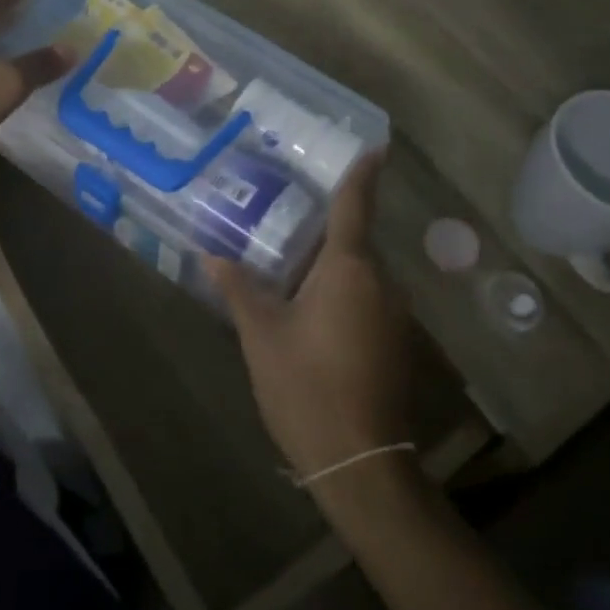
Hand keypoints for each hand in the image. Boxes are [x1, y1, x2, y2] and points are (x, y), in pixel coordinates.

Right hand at [206, 155, 420, 481]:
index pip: (356, 206)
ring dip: (330, 266)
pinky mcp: (397, 343)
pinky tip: (310, 311)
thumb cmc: (306, 386)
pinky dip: (342, 293)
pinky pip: (367, 299)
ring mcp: (394, 315)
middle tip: (285, 216)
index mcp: (349, 268)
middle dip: (324, 228)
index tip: (375, 146)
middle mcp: (381, 282)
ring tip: (288, 264)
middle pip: (353, 241)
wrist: (359, 463)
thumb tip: (212, 255)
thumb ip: (239, 288)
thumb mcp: (261, 335)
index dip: (364, 173)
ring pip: (359, 273)